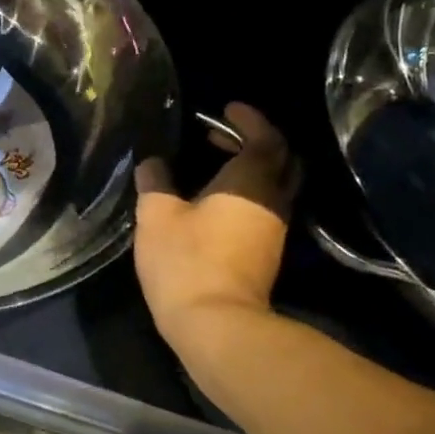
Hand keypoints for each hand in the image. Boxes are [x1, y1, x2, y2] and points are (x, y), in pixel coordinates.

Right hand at [134, 103, 299, 340]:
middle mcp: (272, 201)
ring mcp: (274, 229)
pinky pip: (264, 207)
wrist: (216, 324)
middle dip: (255, 141)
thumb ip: (155, 182)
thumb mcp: (156, 215)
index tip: (226, 109)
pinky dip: (246, 192)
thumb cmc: (186, 261)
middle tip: (220, 134)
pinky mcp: (266, 253)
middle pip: (281, 160)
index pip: (265, 138)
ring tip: (213, 163)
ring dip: (250, 168)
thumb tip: (153, 163)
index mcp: (251, 182)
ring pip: (274, 186)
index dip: (249, 119)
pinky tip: (214, 200)